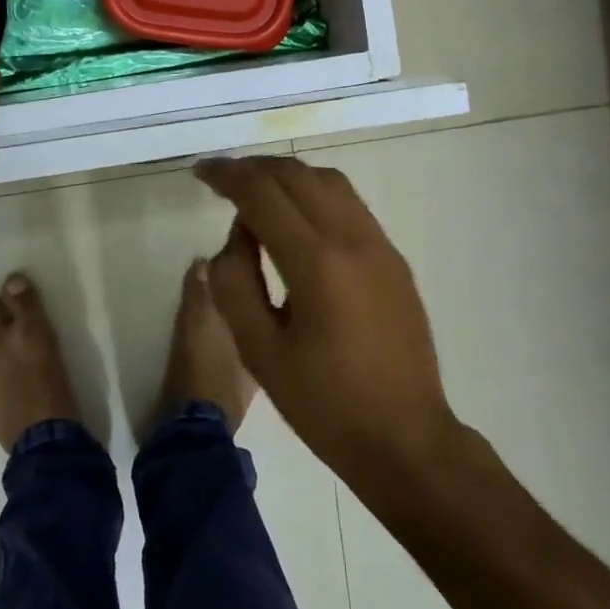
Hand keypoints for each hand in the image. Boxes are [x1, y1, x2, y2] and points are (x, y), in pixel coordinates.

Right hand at [194, 156, 457, 482]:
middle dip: (254, 168)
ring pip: (328, 180)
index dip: (228, 175)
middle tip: (223, 180)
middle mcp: (353, 238)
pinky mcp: (393, 257)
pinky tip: (296, 219)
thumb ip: (235, 282)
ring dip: (287, 175)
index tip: (202, 172)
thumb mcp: (260, 352)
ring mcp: (379, 244)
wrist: (407, 440)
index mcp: (317, 263)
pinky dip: (314, 192)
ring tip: (257, 193)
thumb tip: (236, 235)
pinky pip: (349, 202)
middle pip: (296, 175)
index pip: (264, 193)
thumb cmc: (325, 405)